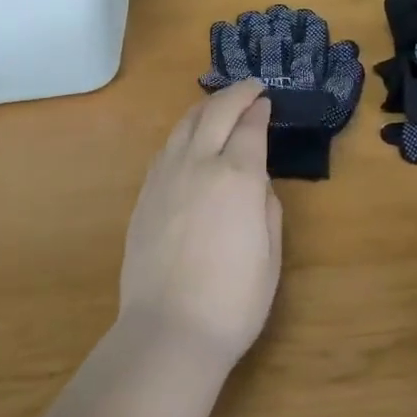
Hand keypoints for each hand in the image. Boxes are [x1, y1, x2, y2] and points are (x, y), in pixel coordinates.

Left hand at [118, 80, 280, 368]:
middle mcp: (200, 164)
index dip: (259, 109)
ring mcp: (167, 176)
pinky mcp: (145, 193)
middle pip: (216, 112)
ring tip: (219, 103)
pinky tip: (189, 137)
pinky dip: (184, 131)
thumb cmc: (233, 300)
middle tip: (250, 86)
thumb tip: (255, 180)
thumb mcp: (270, 254)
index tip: (266, 100)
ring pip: (186, 123)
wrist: (168, 330)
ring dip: (207, 106)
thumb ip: (266, 205)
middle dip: (236, 94)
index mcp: (238, 177)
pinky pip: (167, 147)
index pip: (250, 127)